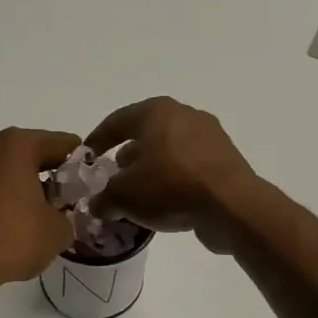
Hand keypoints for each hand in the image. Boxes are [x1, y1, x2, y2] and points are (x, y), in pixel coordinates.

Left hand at [0, 128, 79, 288]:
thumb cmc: (13, 238)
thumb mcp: (59, 230)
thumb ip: (68, 213)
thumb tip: (60, 214)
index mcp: (18, 144)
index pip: (63, 144)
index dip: (80, 165)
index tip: (87, 188)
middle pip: (32, 152)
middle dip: (51, 174)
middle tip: (65, 203)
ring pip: (8, 166)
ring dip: (25, 183)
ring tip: (38, 214)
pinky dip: (4, 193)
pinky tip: (13, 220)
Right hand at [84, 98, 259, 253]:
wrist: (232, 206)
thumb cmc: (170, 187)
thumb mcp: (124, 196)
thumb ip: (104, 197)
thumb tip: (98, 205)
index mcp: (156, 111)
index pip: (116, 121)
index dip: (97, 140)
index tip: (86, 158)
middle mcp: (184, 115)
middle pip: (146, 134)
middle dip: (127, 156)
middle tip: (113, 178)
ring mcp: (210, 136)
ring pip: (169, 150)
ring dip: (151, 170)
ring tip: (138, 194)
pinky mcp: (225, 159)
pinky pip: (190, 166)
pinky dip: (174, 180)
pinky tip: (165, 202)